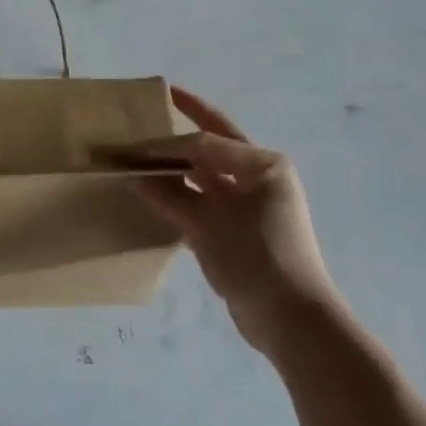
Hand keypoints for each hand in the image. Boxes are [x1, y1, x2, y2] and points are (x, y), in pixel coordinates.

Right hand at [111, 87, 342, 354]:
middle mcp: (260, 176)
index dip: (168, 144)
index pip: (206, 142)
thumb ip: (170, 196)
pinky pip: (207, 200)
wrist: (292, 322)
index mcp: (262, 164)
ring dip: (180, 165)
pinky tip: (157, 194)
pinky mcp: (242, 228)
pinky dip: (183, 195)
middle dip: (185, 124)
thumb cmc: (256, 259)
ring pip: (208, 173)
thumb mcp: (209, 225)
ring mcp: (252, 202)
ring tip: (146, 152)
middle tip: (156, 103)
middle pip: (213, 144)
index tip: (133, 147)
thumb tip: (134, 175)